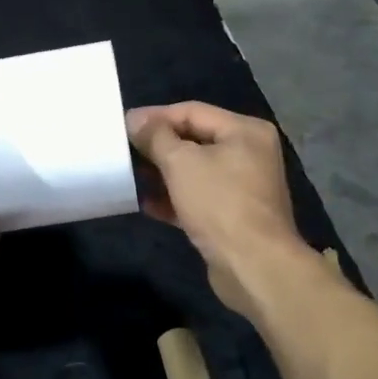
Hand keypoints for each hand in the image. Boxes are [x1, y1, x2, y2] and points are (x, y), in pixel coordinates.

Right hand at [127, 102, 306, 316]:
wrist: (254, 267)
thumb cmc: (219, 203)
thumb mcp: (181, 162)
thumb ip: (156, 137)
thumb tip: (135, 120)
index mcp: (245, 131)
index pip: (192, 111)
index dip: (155, 116)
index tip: (124, 124)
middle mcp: (249, 153)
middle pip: (194, 139)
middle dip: (158, 146)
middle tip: (124, 149)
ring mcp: (243, 187)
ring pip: (195, 171)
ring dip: (163, 173)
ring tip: (131, 175)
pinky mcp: (233, 216)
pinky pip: (198, 197)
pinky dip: (174, 197)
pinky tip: (147, 203)